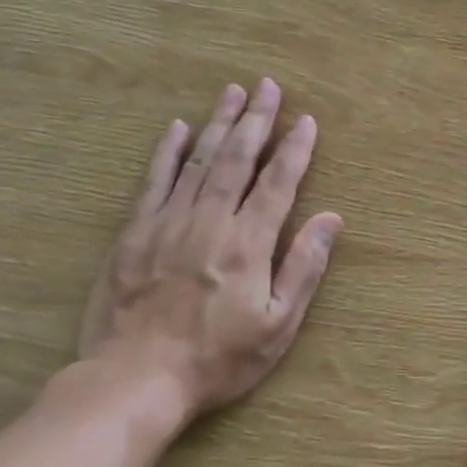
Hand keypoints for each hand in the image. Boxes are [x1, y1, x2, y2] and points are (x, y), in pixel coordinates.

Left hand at [77, 79, 341, 427]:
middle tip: (268, 86)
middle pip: (237, 160)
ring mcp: (167, 223)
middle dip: (257, 120)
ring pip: (198, 161)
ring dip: (219, 124)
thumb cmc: (217, 359)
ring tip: (233, 92)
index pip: (278, 183)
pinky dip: (166, 151)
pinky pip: (153, 181)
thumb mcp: (278, 326)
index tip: (306, 121)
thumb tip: (332, 219)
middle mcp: (210, 222)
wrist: (134, 380)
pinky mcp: (134, 233)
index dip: (294, 150)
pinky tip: (178, 127)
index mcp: (248, 244)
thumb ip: (304, 267)